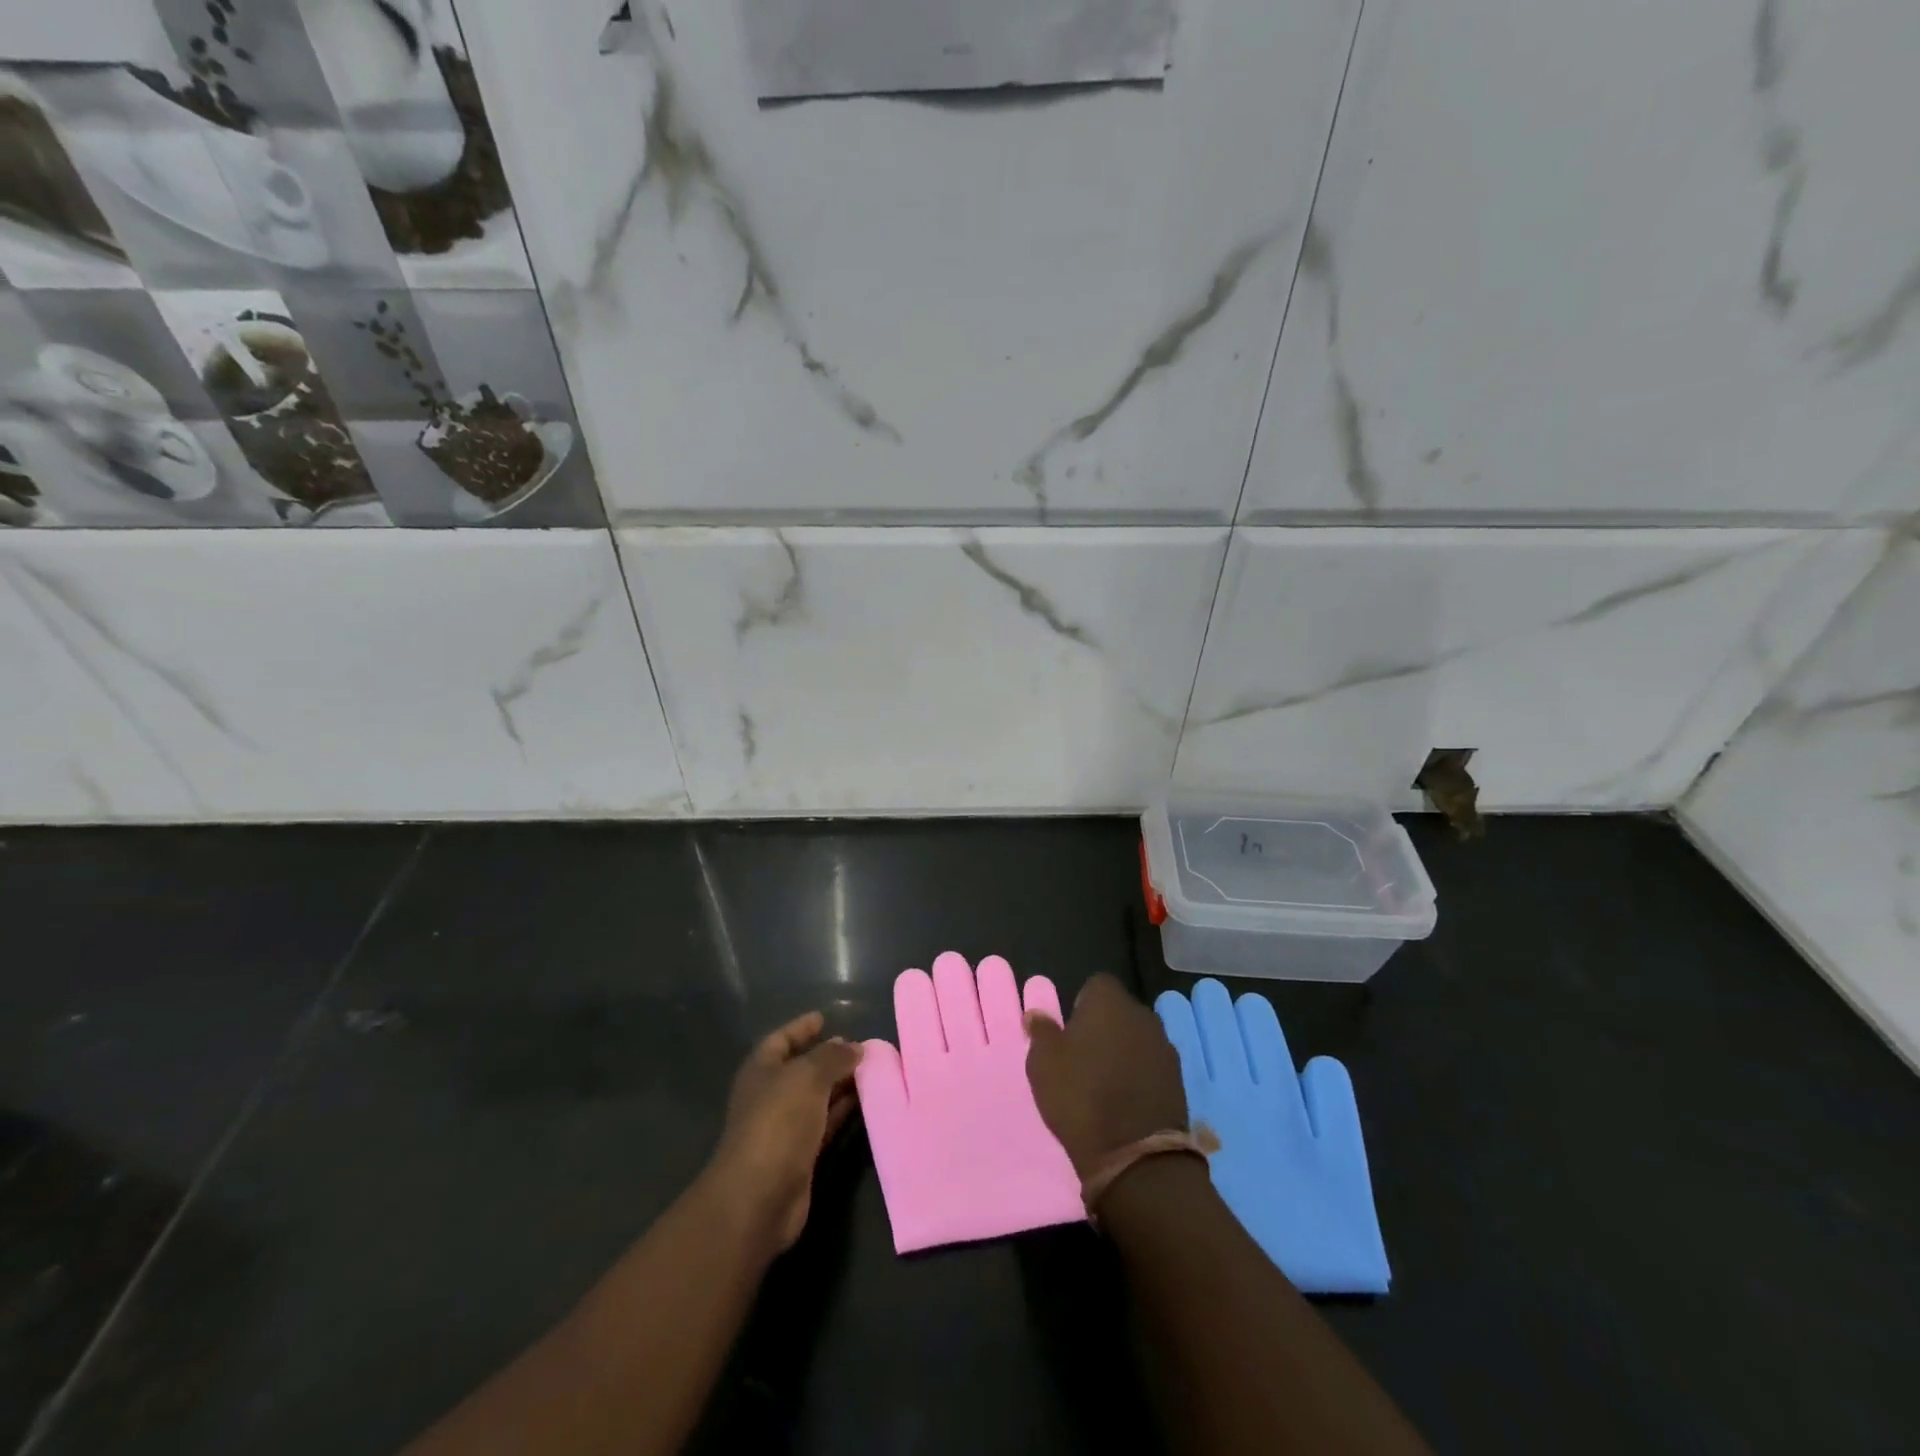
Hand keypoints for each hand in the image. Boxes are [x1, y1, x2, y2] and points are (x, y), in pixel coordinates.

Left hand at [706, 1011, 860, 1253]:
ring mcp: (784, 1127)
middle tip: (862, 1047)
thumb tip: (854, 1046)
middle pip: (802, 1068)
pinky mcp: (801, 1155)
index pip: (782, 1039)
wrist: (760, 1196)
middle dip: (830, 1057)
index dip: (802, 1027)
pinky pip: (826, 1123)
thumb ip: (833, 1057)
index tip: (826, 1018)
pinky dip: (844, 1112)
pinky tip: (867, 1103)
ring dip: (842, 1084)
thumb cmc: (778, 1122)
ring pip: (818, 1096)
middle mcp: (770, 1095)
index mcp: (762, 1070)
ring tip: (873, 1071)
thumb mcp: (808, 1076)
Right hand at [1024, 974, 1187, 1178]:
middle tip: (1083, 1057)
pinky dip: (1140, 1075)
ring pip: (1137, 1038)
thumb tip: (1037, 1014)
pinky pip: (1151, 1065)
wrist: (1135, 1155)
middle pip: (1119, 1011)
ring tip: (1104, 1082)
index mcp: (1109, 1001)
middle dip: (1104, 1027)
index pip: (1096, 985)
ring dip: (1123, 1051)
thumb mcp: (1043, 1063)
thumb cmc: (1080, 1096)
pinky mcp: (1178, 1079)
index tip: (1069, 1032)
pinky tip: (1125, 1100)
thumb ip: (1041, 1032)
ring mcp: (1164, 1046)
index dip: (1081, 1004)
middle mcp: (1141, 1014)